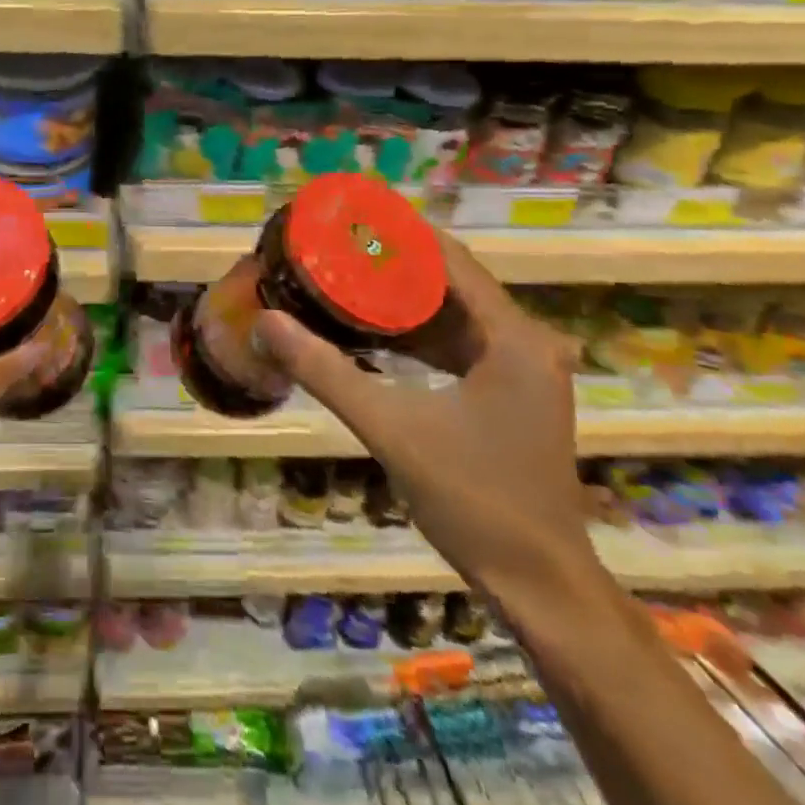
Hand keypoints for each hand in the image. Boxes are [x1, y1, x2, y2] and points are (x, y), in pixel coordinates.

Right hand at [254, 229, 595, 601]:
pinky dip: (419, 334)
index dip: (399, 233)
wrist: (539, 586)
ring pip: (455, 313)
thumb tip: (266, 322)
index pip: (450, 259)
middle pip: (452, 281)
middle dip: (393, 263)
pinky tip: (374, 333)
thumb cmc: (474, 500)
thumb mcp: (390, 429)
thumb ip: (325, 371)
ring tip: (346, 278)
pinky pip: (461, 343)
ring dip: (404, 299)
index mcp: (512, 338)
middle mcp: (527, 342)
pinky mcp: (513, 393)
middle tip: (336, 248)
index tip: (349, 218)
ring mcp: (524, 369)